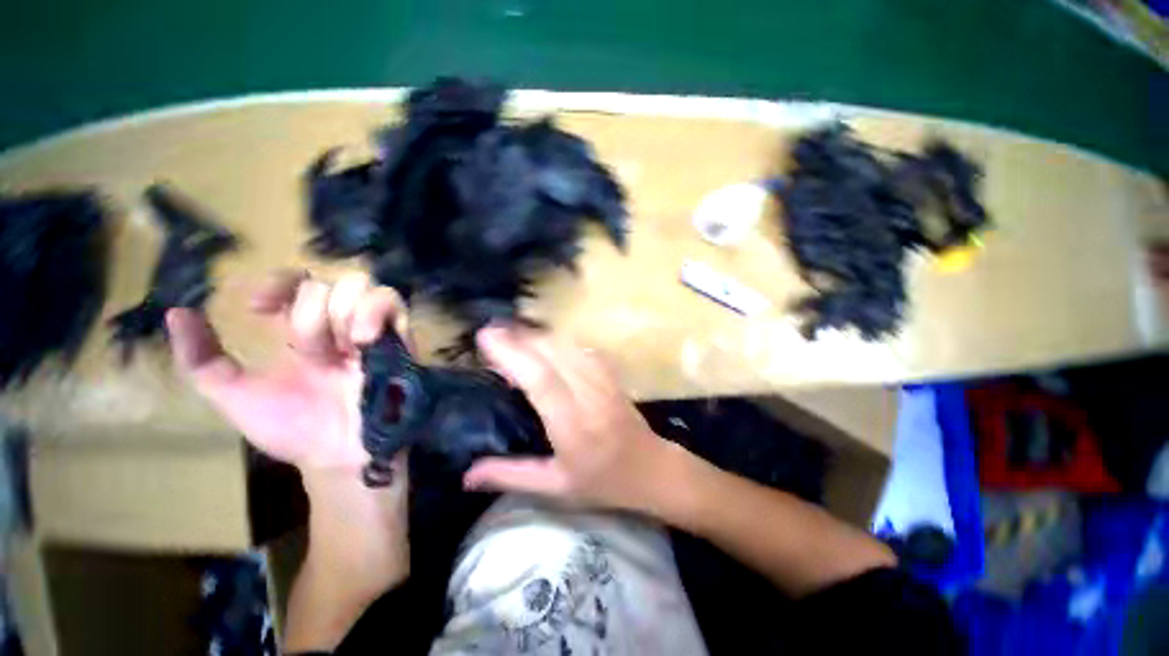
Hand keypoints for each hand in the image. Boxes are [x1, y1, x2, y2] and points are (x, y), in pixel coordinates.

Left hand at [165, 270, 407, 474]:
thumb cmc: (294, 429)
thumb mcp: (236, 397)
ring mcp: (369, 328)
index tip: (258, 308)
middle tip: (312, 352)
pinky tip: (363, 339)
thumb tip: (175, 312)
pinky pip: (392, 302)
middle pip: (323, 282)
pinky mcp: (398, 336)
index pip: (293, 282)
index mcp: (299, 332)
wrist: (342, 455)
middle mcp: (335, 324)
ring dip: (343, 311)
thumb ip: (202, 360)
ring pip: (358, 284)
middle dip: (311, 313)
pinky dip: (375, 310)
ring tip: (345, 345)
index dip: (276, 282)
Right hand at [464, 326, 673, 511]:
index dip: (513, 354)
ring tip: (512, 334)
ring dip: (537, 336)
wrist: (651, 469)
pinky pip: (581, 348)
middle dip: (519, 337)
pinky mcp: (610, 374)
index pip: (540, 380)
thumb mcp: (555, 487)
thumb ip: (511, 476)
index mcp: (572, 425)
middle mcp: (589, 395)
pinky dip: (559, 340)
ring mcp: (603, 380)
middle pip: (553, 353)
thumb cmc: (603, 482)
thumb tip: (466, 475)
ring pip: (567, 345)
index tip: (486, 338)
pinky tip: (545, 342)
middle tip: (491, 332)